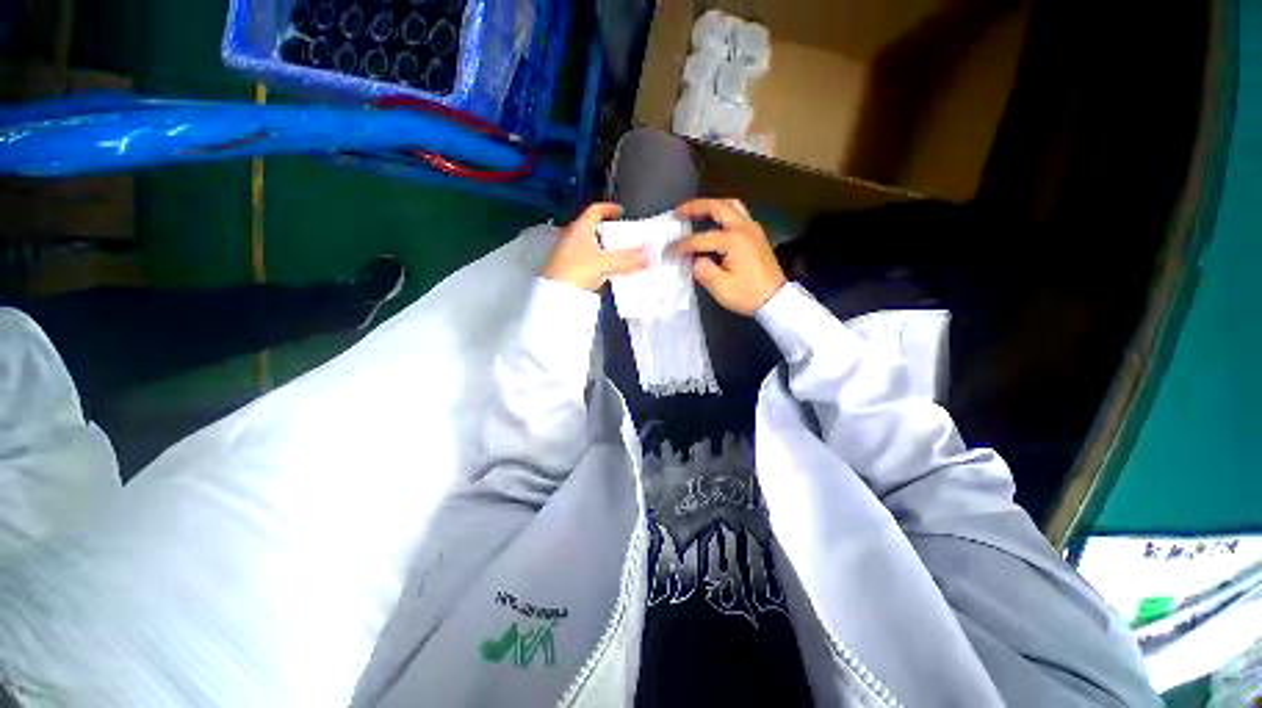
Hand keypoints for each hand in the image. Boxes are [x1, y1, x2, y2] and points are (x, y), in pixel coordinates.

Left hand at [544, 203, 646, 290]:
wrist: (555, 294)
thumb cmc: (577, 270)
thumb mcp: (606, 264)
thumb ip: (627, 259)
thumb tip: (647, 255)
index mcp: (580, 228)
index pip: (595, 210)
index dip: (609, 208)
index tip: (620, 211)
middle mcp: (571, 236)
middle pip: (592, 227)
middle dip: (607, 230)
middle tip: (622, 235)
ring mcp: (567, 251)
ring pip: (588, 243)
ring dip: (602, 246)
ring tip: (616, 253)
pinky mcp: (566, 266)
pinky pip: (585, 258)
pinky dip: (596, 259)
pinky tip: (604, 269)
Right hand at [671, 199, 786, 315]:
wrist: (776, 299)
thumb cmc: (748, 294)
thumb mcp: (721, 287)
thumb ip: (703, 270)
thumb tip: (695, 259)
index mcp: (734, 240)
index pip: (701, 238)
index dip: (682, 245)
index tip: (668, 252)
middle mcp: (744, 227)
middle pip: (717, 207)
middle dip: (695, 207)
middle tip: (678, 213)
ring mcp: (753, 228)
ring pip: (730, 205)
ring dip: (711, 206)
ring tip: (695, 212)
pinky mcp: (756, 235)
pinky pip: (737, 213)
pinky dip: (722, 212)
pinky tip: (713, 222)